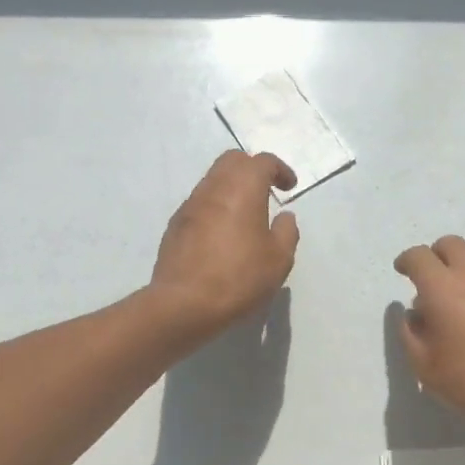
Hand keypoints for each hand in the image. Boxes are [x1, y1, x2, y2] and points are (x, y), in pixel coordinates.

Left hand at [150, 151, 299, 336]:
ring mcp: (190, 205)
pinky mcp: (175, 225)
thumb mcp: (279, 259)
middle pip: (232, 161)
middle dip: (252, 169)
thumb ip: (286, 232)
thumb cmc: (239, 277)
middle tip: (266, 190)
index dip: (279, 169)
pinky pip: (199, 203)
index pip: (262, 162)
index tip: (289, 187)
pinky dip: (215, 206)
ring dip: (231, 187)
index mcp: (243, 188)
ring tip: (245, 214)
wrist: (184, 303)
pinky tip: (222, 233)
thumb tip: (284, 216)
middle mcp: (213, 187)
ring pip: (213, 180)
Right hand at [393, 235, 464, 438]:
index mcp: (442, 287)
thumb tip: (412, 315)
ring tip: (461, 292)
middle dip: (436, 255)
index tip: (403, 271)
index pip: (418, 256)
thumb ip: (410, 334)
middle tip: (431, 279)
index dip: (406, 261)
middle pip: (451, 244)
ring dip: (464, 265)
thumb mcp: (425, 367)